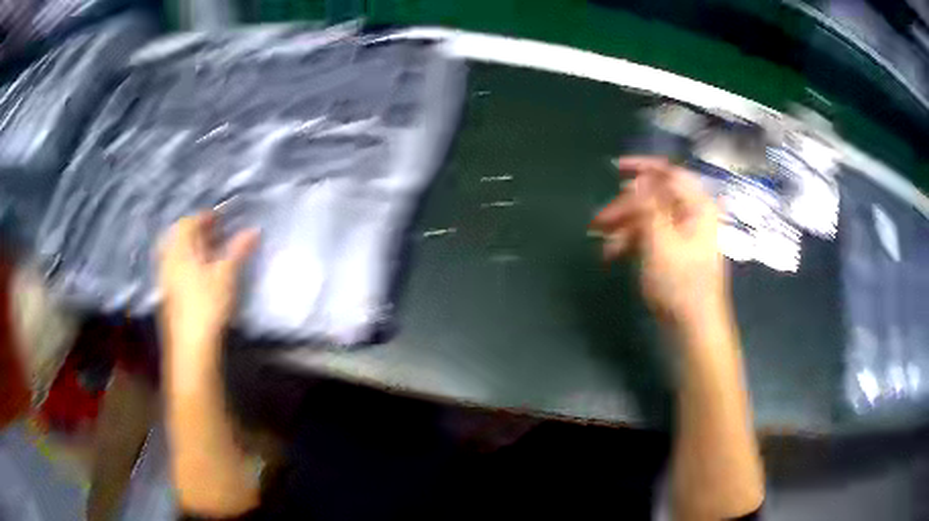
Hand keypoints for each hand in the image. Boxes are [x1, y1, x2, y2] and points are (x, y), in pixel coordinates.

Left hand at [159, 212, 258, 370]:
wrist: (192, 345)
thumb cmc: (208, 305)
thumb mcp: (226, 274)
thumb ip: (238, 250)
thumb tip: (254, 230)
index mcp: (180, 250)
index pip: (188, 222)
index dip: (205, 217)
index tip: (221, 219)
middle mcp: (168, 260)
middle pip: (178, 237)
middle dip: (196, 232)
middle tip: (214, 235)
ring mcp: (165, 279)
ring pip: (176, 254)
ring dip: (191, 248)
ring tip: (209, 254)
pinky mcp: (168, 295)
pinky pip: (174, 269)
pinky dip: (186, 264)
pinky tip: (200, 275)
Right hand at [591, 156, 727, 327]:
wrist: (694, 327)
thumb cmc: (681, 284)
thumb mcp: (661, 242)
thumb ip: (648, 207)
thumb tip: (637, 180)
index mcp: (697, 206)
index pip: (669, 173)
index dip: (642, 167)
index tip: (614, 170)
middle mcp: (692, 215)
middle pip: (655, 197)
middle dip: (624, 207)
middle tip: (597, 221)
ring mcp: (684, 234)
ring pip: (649, 218)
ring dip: (624, 227)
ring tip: (601, 243)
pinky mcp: (675, 252)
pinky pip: (652, 236)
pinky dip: (632, 241)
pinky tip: (613, 254)